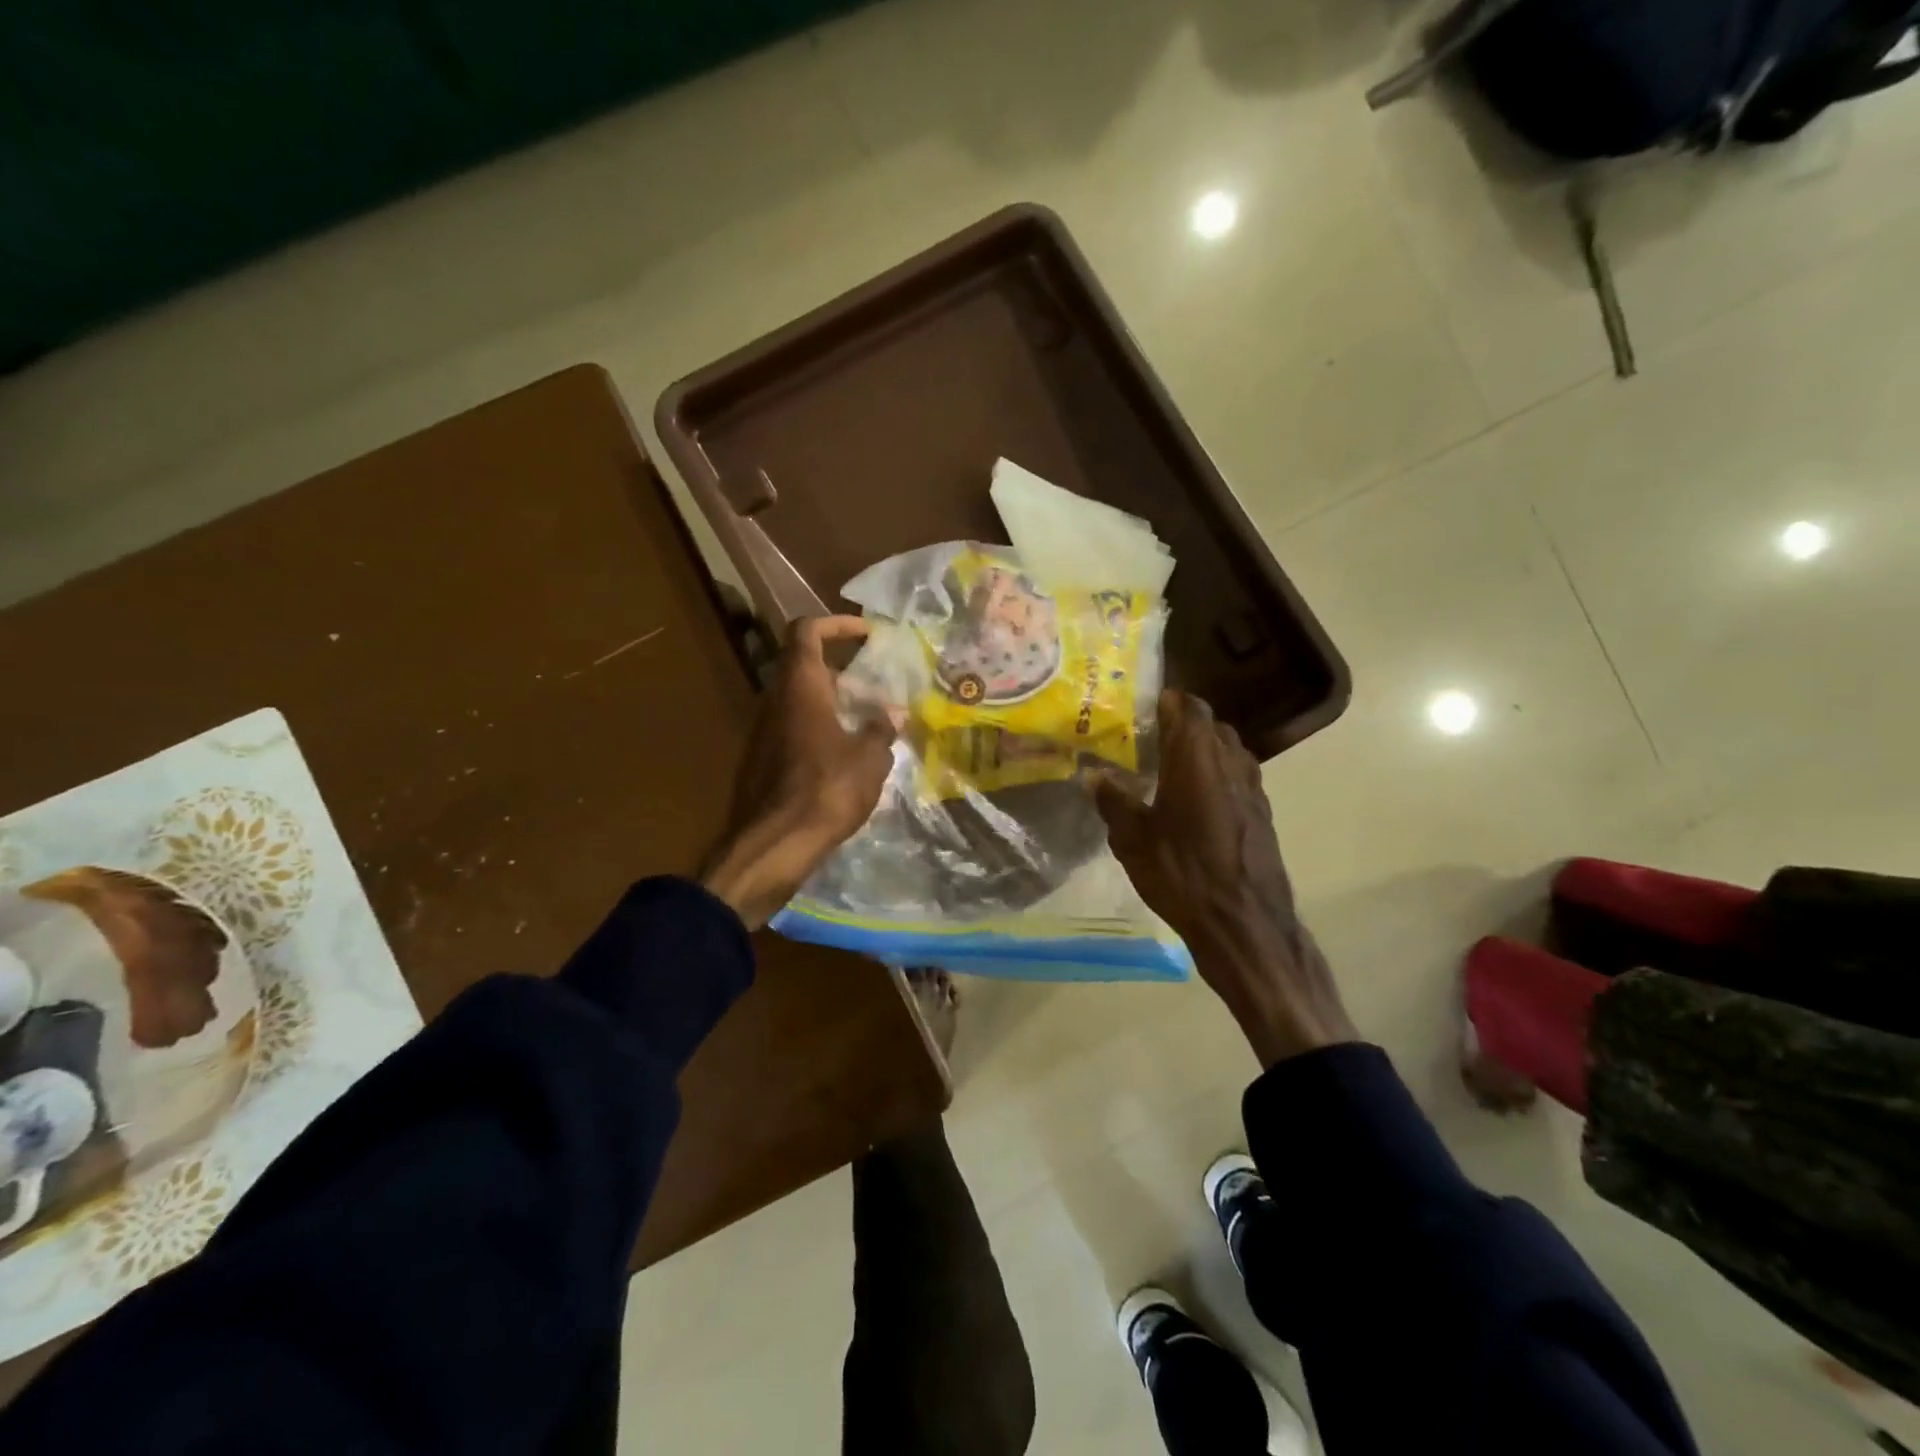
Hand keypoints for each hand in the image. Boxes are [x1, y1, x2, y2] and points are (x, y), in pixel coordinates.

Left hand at [703, 616, 895, 928]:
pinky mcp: (761, 762)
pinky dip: (819, 731)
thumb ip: (881, 729)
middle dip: (842, 671)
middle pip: (804, 667)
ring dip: (832, 704)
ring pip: (799, 702)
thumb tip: (891, 714)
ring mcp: (763, 733)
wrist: (773, 845)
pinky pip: (793, 731)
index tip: (867, 633)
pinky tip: (846, 760)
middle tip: (875, 688)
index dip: (837, 624)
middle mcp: (775, 701)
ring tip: (868, 725)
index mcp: (800, 687)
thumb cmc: (826, 790)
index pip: (807, 631)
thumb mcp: (870, 758)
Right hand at [1095, 690, 1356, 1066]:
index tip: (1139, 708)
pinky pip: (1236, 777)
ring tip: (1167, 767)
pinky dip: (1215, 776)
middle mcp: (1230, 761)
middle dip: (1180, 725)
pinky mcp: (1261, 813)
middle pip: (1209, 724)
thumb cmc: (1182, 872)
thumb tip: (1092, 775)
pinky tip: (1191, 802)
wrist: (1243, 923)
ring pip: (1226, 750)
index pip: (1187, 706)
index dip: (1165, 701)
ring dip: (1200, 750)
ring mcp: (1252, 787)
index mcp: (1197, 756)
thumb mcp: (1133, 838)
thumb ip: (1113, 800)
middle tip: (1146, 738)